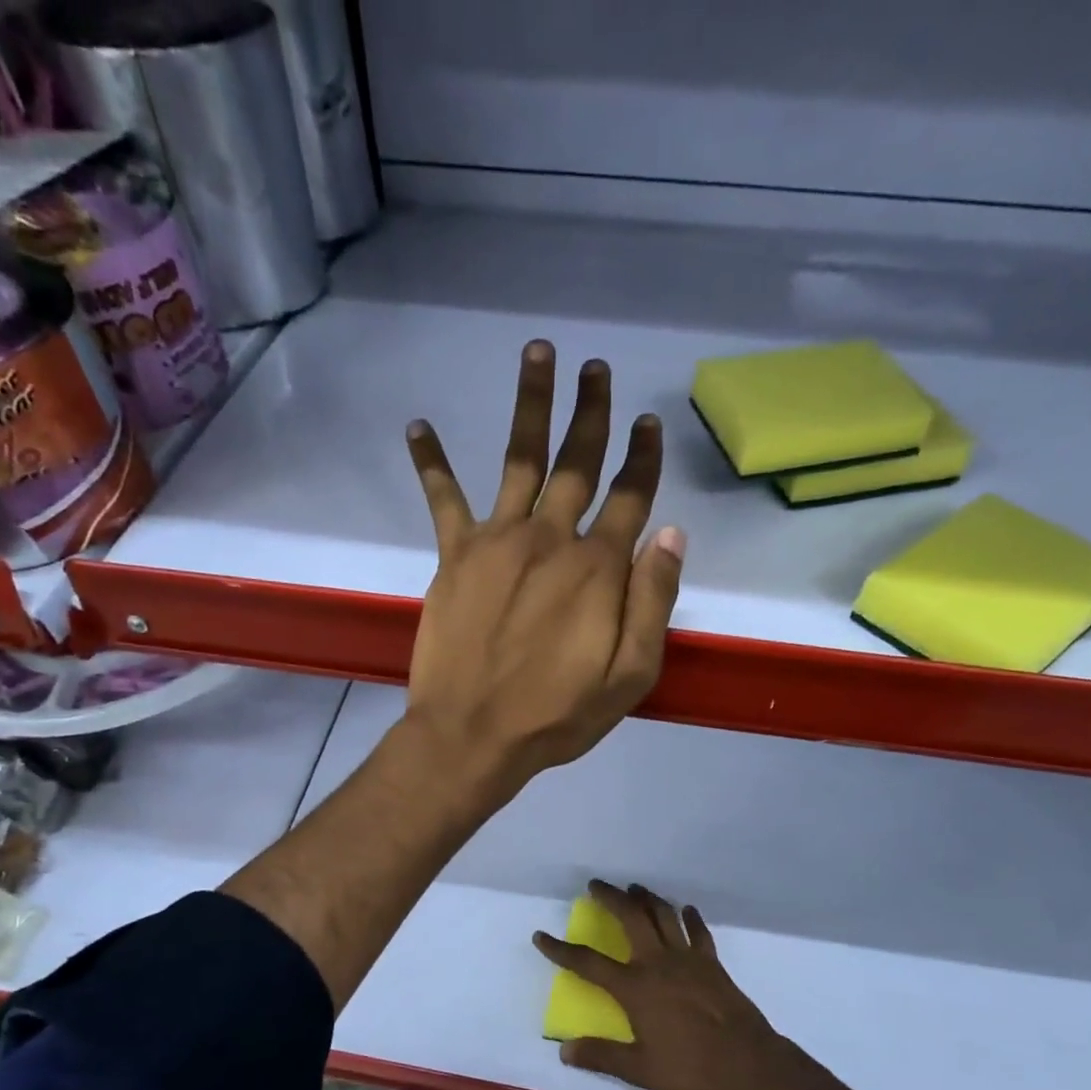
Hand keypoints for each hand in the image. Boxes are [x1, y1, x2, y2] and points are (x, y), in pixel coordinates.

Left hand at [403, 341, 685, 798]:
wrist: (472, 735)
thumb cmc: (556, 715)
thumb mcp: (631, 675)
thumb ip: (654, 601)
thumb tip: (672, 533)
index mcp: (599, 569)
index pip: (631, 498)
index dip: (644, 459)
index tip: (650, 423)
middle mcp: (551, 539)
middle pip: (579, 462)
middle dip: (592, 413)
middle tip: (597, 367)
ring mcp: (499, 542)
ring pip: (521, 459)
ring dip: (532, 404)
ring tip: (538, 353)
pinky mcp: (455, 556)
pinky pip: (443, 499)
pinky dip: (431, 463)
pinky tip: (418, 425)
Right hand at [533, 881, 782, 1089]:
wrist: (746, 1060)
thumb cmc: (690, 1065)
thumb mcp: (640, 1068)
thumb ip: (602, 1056)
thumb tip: (564, 1051)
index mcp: (635, 987)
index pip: (588, 963)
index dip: (561, 949)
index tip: (541, 936)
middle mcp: (657, 962)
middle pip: (630, 917)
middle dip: (610, 897)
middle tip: (596, 885)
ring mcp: (687, 958)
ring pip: (663, 915)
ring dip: (646, 898)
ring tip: (634, 888)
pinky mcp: (711, 961)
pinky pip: (698, 931)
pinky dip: (690, 917)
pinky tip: (685, 910)